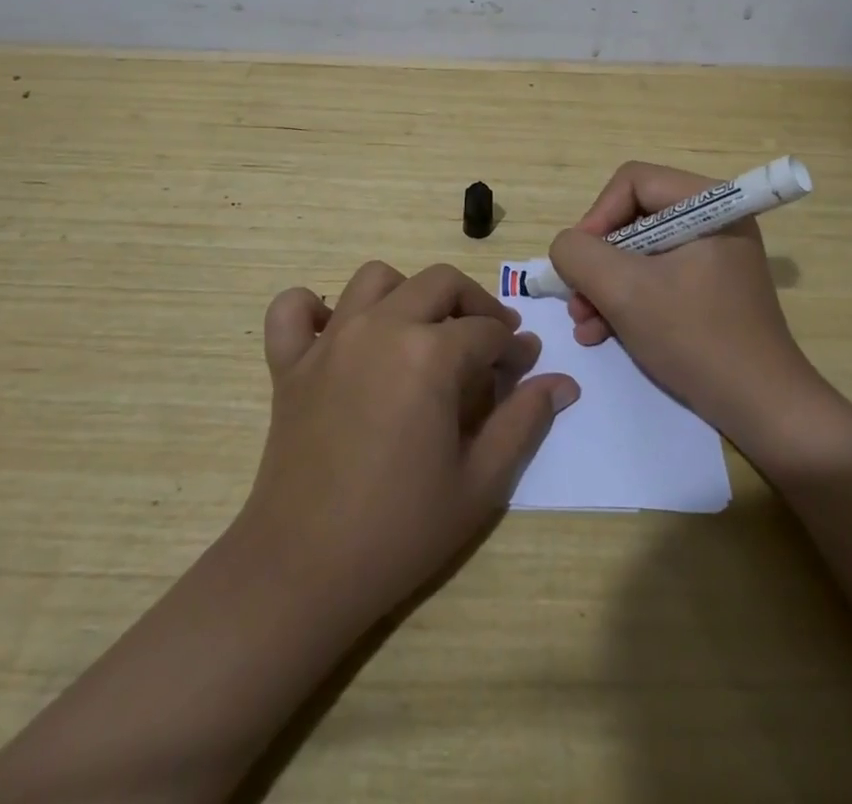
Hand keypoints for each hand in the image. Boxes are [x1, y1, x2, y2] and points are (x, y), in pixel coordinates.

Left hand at [237, 261, 579, 632]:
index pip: (488, 330)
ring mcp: (330, 341)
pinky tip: (334, 331)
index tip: (522, 369)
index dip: (513, 348)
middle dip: (473, 304)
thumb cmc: (401, 529)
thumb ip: (524, 421)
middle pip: (439, 283)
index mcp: (430, 353)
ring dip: (406, 293)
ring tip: (420, 332)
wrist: (304, 572)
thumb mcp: (481, 482)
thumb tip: (562, 382)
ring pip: (375, 279)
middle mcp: (381, 327)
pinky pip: (292, 309)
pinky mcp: (290, 363)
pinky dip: (312, 308)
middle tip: (486, 342)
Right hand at [548, 162, 839, 464]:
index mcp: (709, 203)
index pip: (633, 182)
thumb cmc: (696, 338)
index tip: (578, 262)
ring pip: (639, 252)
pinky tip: (602, 333)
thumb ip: (580, 255)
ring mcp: (713, 255)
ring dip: (605, 286)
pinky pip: (655, 277)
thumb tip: (566, 246)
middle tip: (575, 300)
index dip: (596, 216)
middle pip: (633, 218)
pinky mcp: (709, 287)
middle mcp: (714, 219)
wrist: (763, 409)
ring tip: (584, 324)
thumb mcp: (625, 291)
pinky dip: (626, 301)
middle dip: (598, 262)